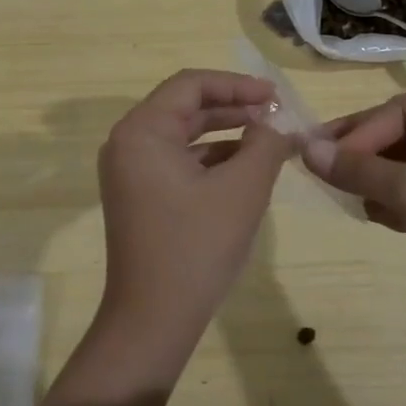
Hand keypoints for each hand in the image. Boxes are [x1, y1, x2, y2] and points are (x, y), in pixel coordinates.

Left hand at [80, 70, 294, 388]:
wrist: (153, 320)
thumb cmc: (197, 246)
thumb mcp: (243, 189)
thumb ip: (266, 144)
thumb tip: (277, 125)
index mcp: (142, 131)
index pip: (191, 85)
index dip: (237, 85)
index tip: (276, 96)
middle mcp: (128, 143)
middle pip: (185, 106)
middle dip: (233, 106)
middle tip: (275, 113)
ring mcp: (130, 172)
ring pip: (183, 134)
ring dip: (225, 131)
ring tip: (268, 137)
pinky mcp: (139, 196)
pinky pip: (177, 160)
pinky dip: (211, 157)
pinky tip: (245, 166)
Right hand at [304, 94, 405, 316]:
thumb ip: (361, 170)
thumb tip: (308, 150)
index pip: (402, 111)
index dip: (360, 132)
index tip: (323, 157)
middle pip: (403, 132)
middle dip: (363, 152)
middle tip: (321, 166)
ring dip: (375, 176)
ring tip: (342, 192)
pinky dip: (394, 197)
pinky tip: (371, 212)